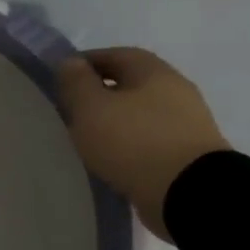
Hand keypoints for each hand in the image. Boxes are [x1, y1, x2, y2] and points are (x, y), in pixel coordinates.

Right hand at [57, 48, 230, 241]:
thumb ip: (77, 83)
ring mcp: (187, 123)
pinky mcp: (188, 154)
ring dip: (115, 121)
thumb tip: (70, 62)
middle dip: (100, 94)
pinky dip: (129, 145)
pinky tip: (112, 160)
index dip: (84, 63)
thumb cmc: (134, 142)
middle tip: (71, 111)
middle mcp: (175, 90)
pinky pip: (150, 140)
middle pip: (130, 84)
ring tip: (88, 139)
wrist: (190, 194)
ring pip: (140, 114)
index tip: (60, 81)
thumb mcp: (92, 108)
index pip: (114, 55)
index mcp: (153, 71)